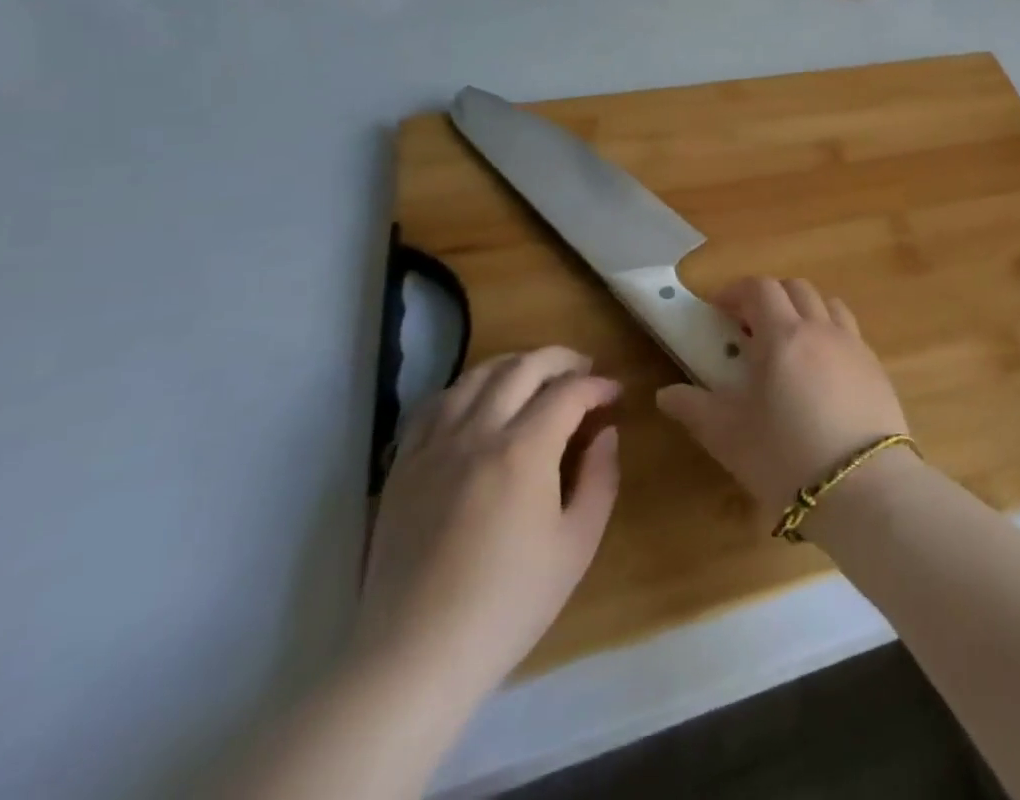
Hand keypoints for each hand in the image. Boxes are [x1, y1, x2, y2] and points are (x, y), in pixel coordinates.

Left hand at [354, 348, 619, 701]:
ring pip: (477, 375)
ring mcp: (434, 447)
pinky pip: (435, 405)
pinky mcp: (403, 467)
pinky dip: (466, 389)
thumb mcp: (577, 544)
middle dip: (562, 360)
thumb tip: (605, 432)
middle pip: (524, 367)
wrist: (414, 659)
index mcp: (523, 450)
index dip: (599, 385)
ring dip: (515, 365)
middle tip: (584, 371)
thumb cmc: (508, 604)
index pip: (569, 391)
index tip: (616, 395)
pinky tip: (479, 402)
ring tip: (536, 377)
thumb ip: (601, 477)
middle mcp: (477, 433)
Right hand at [656, 278, 908, 513]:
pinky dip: (828, 333)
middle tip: (748, 329)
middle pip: (794, 288)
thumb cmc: (786, 458)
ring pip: (827, 304)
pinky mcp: (876, 367)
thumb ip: (695, 408)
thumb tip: (666, 394)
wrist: (864, 488)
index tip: (717, 312)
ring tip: (787, 344)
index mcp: (782, 335)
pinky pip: (849, 331)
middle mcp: (820, 328)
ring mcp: (853, 345)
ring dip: (802, 310)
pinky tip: (820, 371)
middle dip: (768, 297)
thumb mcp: (729, 437)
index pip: (759, 288)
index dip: (735, 292)